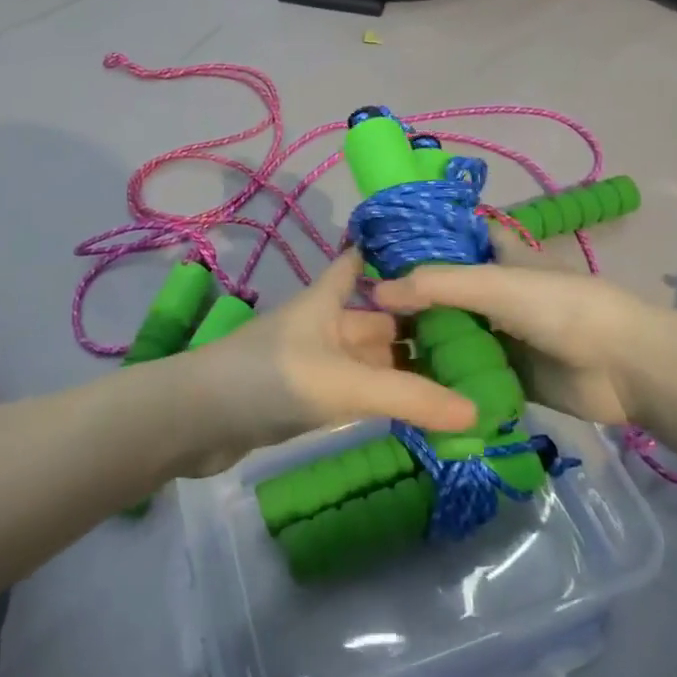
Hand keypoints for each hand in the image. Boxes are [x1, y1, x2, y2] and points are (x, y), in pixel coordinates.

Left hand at [173, 249, 477, 475]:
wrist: (196, 421)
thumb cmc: (272, 379)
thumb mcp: (346, 383)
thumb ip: (410, 398)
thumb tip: (479, 410)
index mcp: (328, 301)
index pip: (360, 263)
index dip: (392, 255)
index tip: (440, 259)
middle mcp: (323, 325)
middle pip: (376, 318)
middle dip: (418, 327)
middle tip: (478, 339)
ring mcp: (313, 363)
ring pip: (368, 359)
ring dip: (403, 368)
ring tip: (461, 377)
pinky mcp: (304, 399)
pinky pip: (354, 391)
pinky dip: (382, 397)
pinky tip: (415, 408)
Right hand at [373, 234, 644, 425]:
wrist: (623, 368)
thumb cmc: (560, 309)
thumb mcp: (495, 285)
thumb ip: (437, 285)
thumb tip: (375, 290)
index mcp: (497, 258)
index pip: (452, 240)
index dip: (418, 243)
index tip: (373, 255)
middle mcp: (495, 293)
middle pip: (445, 292)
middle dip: (410, 301)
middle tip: (360, 314)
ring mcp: (501, 335)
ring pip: (452, 334)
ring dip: (422, 342)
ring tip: (371, 350)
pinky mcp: (507, 375)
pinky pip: (466, 374)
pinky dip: (442, 377)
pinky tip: (404, 382)